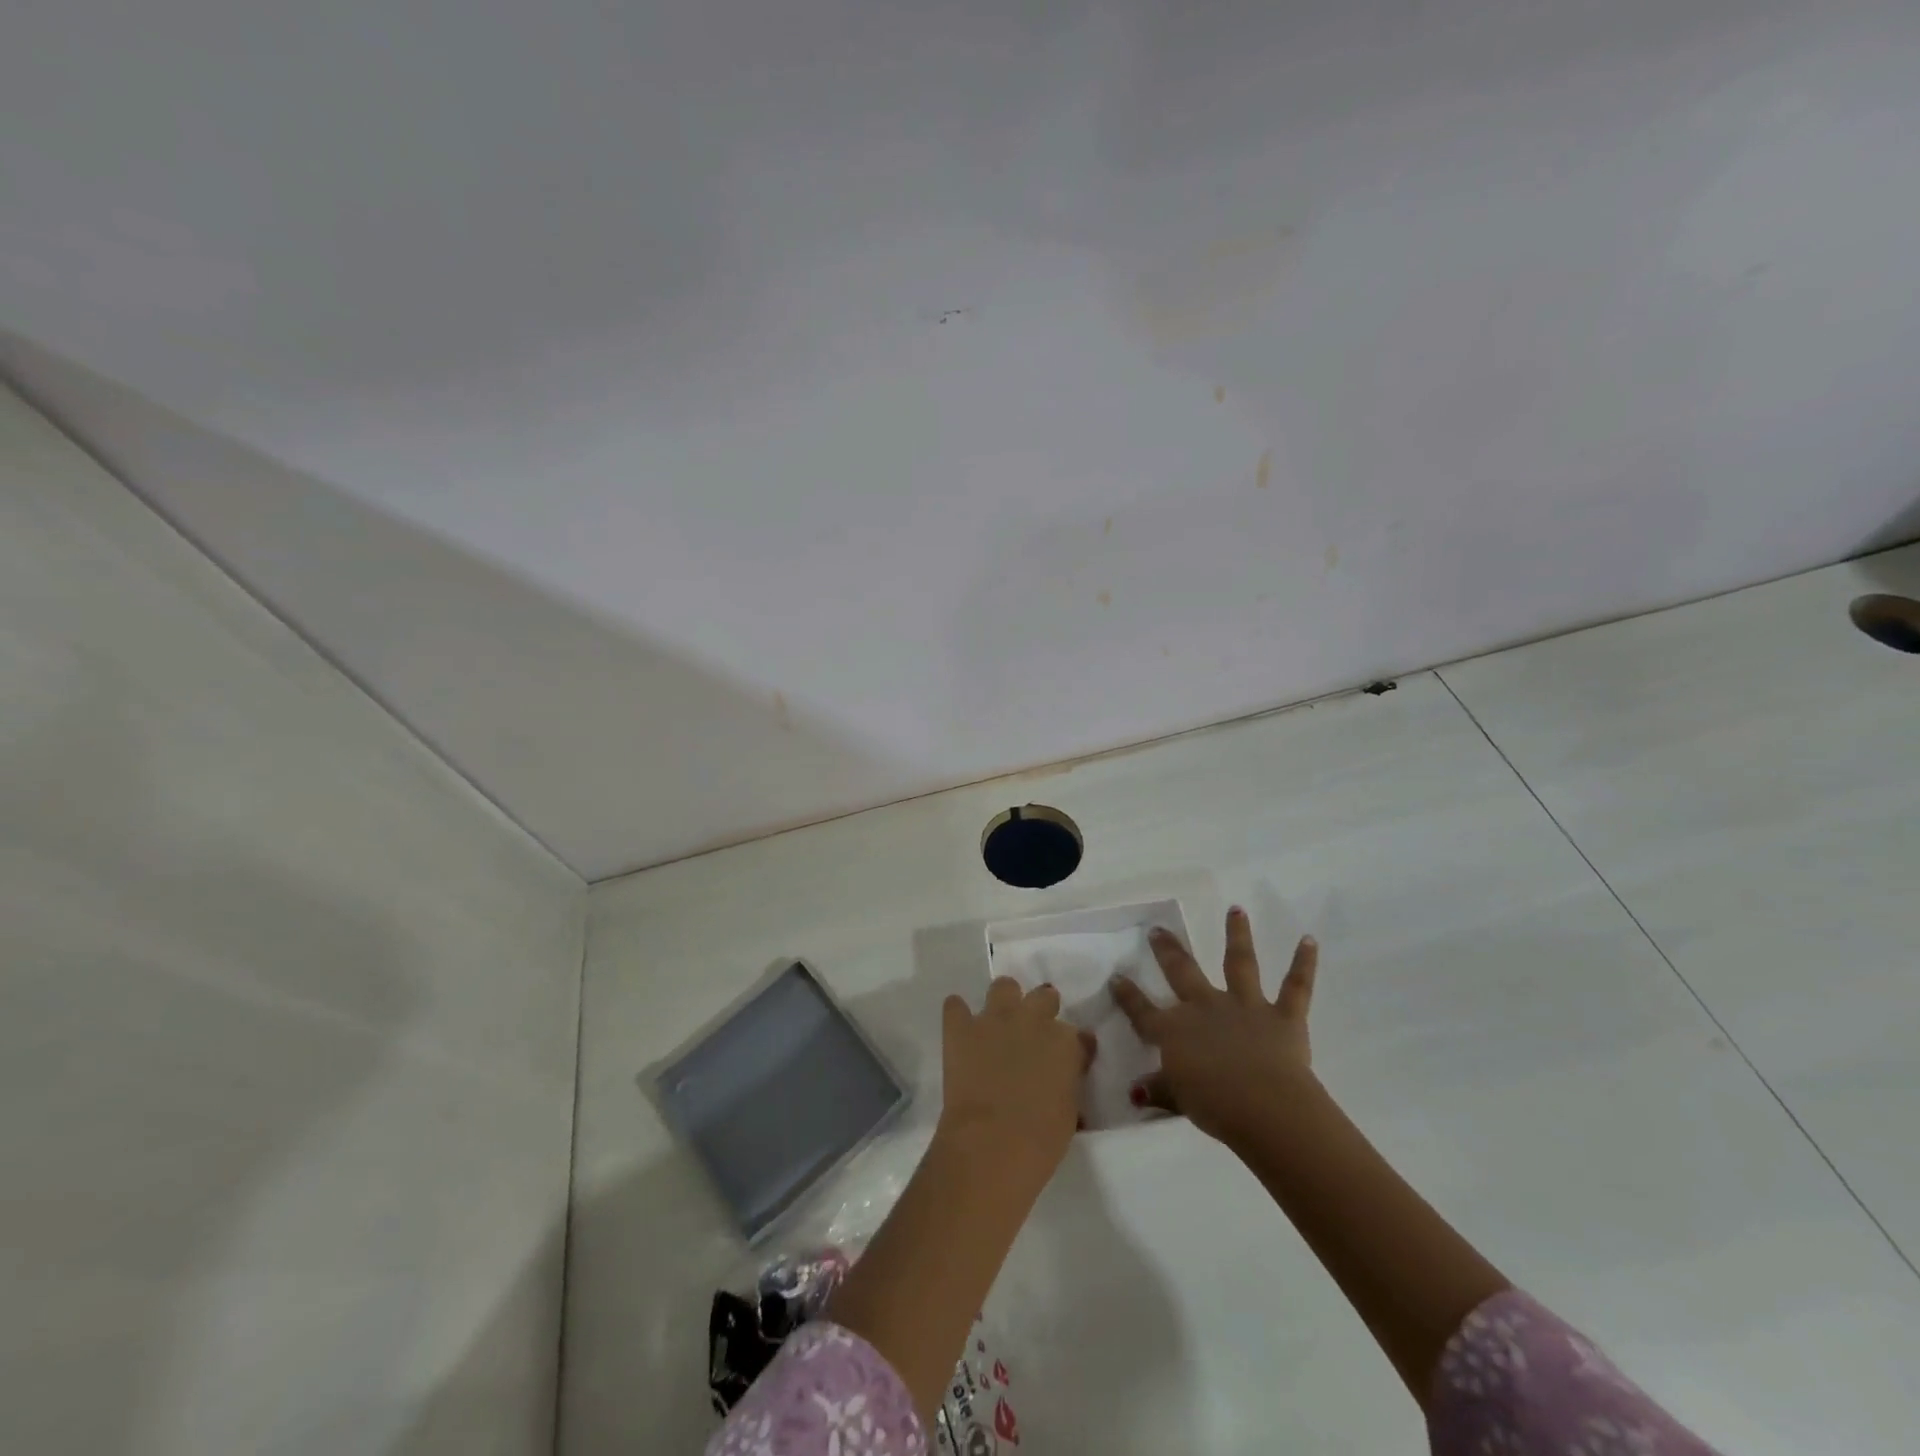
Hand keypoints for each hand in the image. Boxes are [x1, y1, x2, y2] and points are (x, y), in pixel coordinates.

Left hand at [939, 978, 1091, 1186]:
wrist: (992, 1144)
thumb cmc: (1041, 1140)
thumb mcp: (1069, 1113)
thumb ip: (1068, 1083)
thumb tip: (1062, 1078)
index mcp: (1065, 1042)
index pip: (1078, 1034)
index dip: (1073, 1047)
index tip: (1069, 1060)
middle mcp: (1032, 1019)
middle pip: (1044, 997)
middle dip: (1042, 1010)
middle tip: (1034, 1035)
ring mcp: (995, 1019)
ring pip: (1004, 986)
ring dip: (1004, 1001)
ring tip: (999, 1024)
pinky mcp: (961, 1027)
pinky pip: (955, 1006)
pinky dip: (958, 1014)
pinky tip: (960, 1028)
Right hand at [1111, 907, 1318, 1146]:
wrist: (1265, 1106)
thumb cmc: (1215, 1106)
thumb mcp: (1179, 1099)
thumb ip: (1159, 1090)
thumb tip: (1136, 1092)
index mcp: (1176, 1030)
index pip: (1144, 1012)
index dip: (1128, 996)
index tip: (1117, 977)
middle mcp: (1206, 1007)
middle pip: (1183, 973)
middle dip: (1168, 951)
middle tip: (1159, 930)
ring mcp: (1245, 1006)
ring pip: (1239, 963)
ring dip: (1237, 934)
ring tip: (1236, 909)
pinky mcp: (1283, 1016)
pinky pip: (1295, 987)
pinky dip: (1303, 963)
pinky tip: (1309, 940)